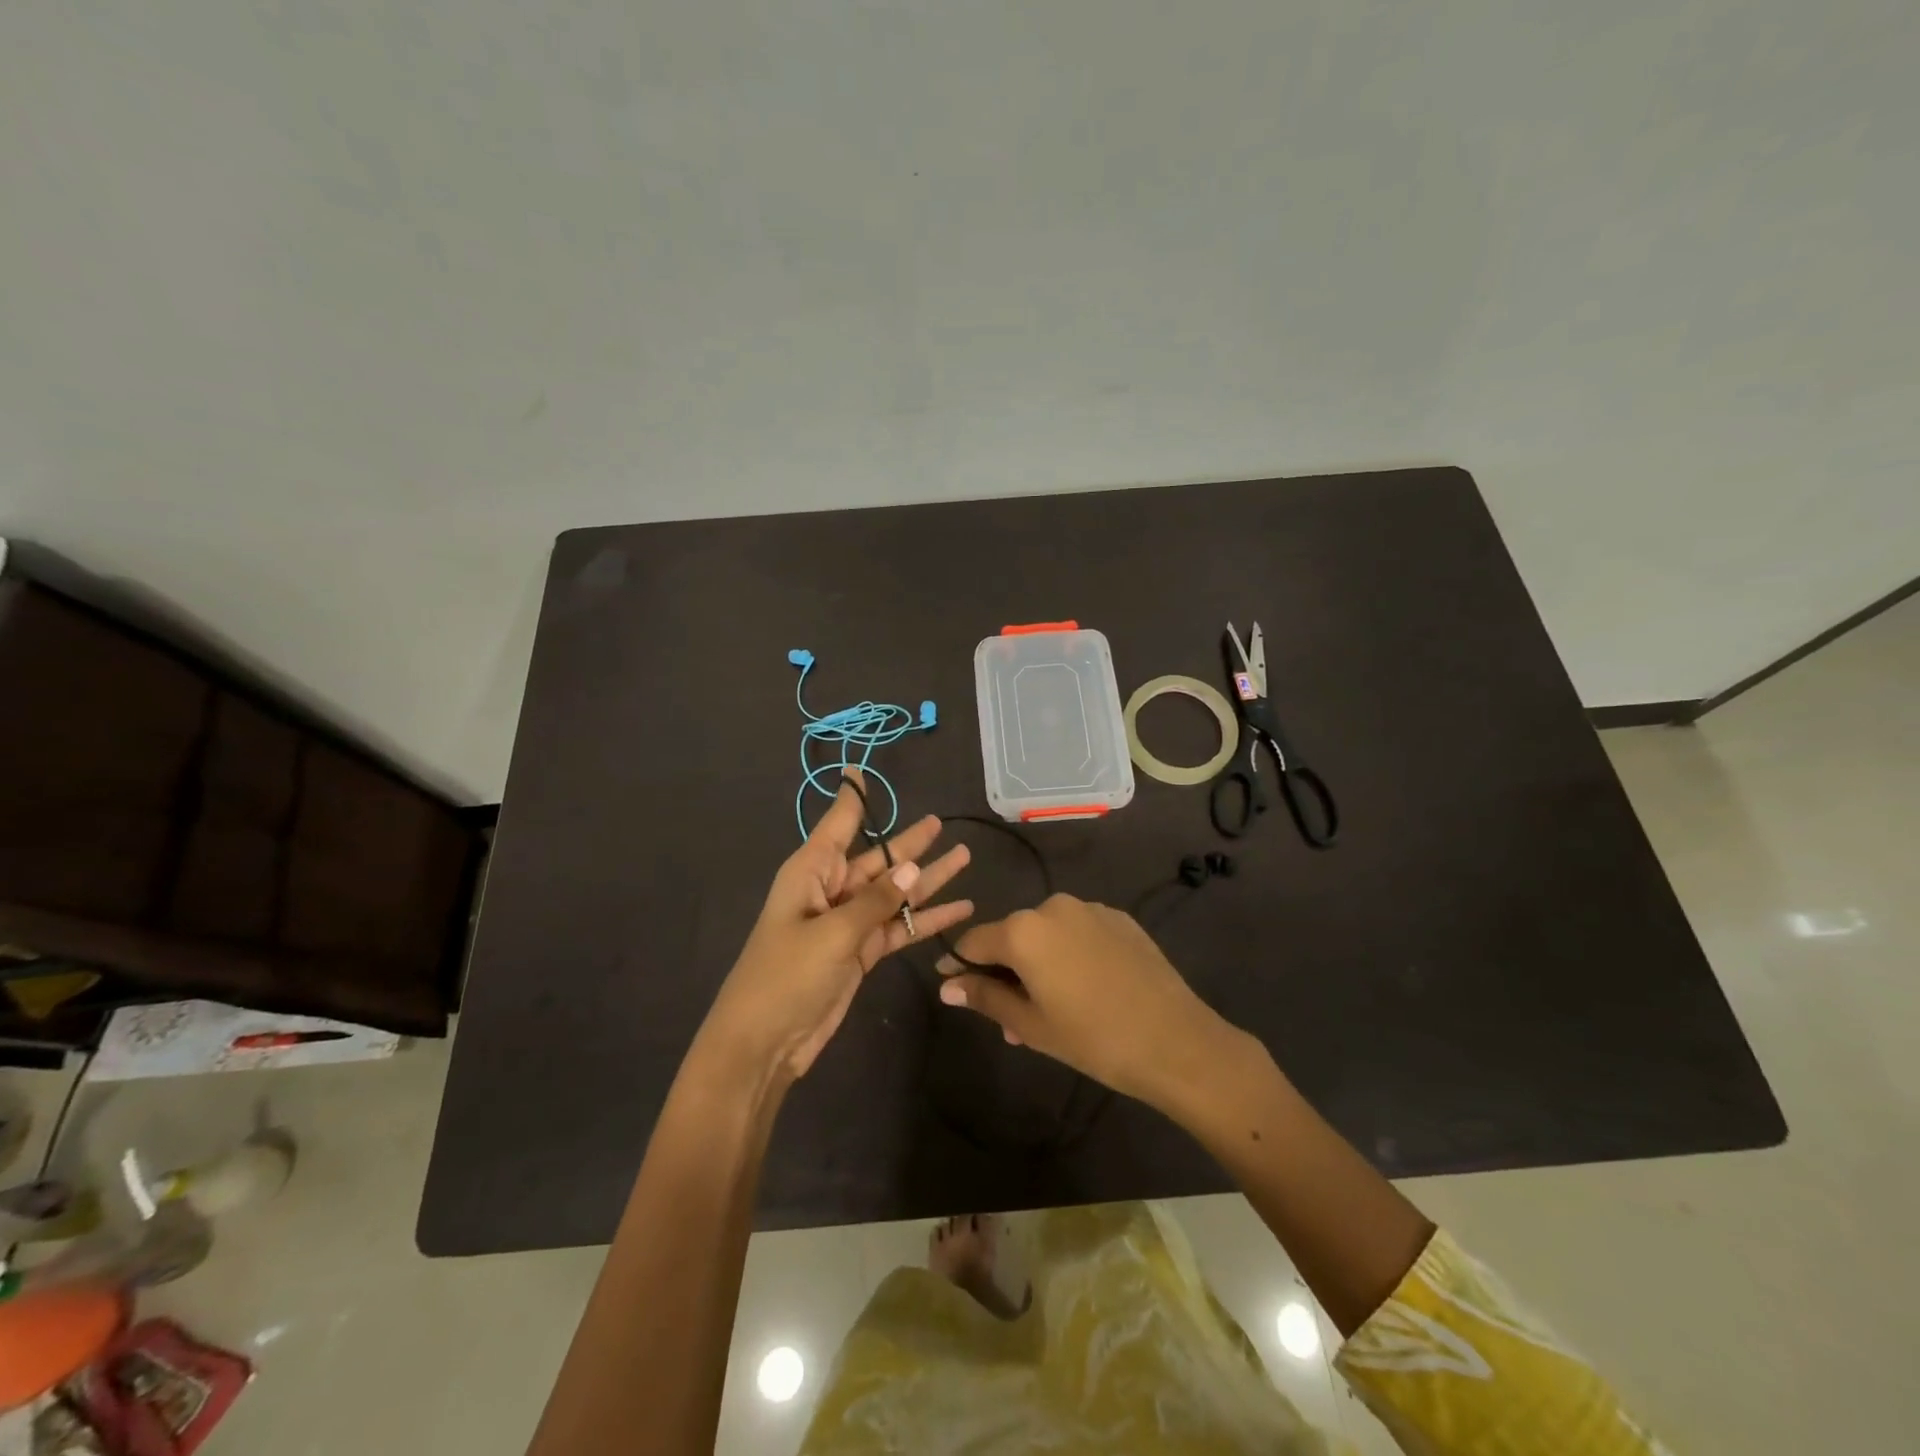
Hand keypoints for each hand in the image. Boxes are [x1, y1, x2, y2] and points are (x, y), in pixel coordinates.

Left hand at [702, 771, 972, 1082]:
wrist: (764, 1043)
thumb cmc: (786, 977)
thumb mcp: (832, 934)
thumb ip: (875, 902)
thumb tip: (912, 868)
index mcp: (812, 871)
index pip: (838, 824)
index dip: (853, 797)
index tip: (860, 769)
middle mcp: (831, 889)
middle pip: (878, 859)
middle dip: (910, 843)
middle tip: (942, 823)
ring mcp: (848, 922)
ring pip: (894, 893)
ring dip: (928, 879)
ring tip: (964, 858)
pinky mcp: (861, 952)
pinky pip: (899, 926)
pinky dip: (926, 920)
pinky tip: (959, 910)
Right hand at [936, 893, 1233, 1107]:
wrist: (1175, 1040)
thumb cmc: (1093, 1038)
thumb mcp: (1031, 1025)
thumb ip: (985, 998)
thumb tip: (948, 986)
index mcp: (1024, 930)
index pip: (975, 941)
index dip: (960, 964)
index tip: (953, 985)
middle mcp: (1053, 907)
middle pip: (1013, 936)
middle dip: (1005, 973)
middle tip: (1011, 1020)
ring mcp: (1090, 909)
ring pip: (1047, 935)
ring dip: (1039, 964)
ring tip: (1051, 1010)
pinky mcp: (1119, 918)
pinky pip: (1079, 932)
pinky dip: (1070, 954)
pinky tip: (1086, 988)